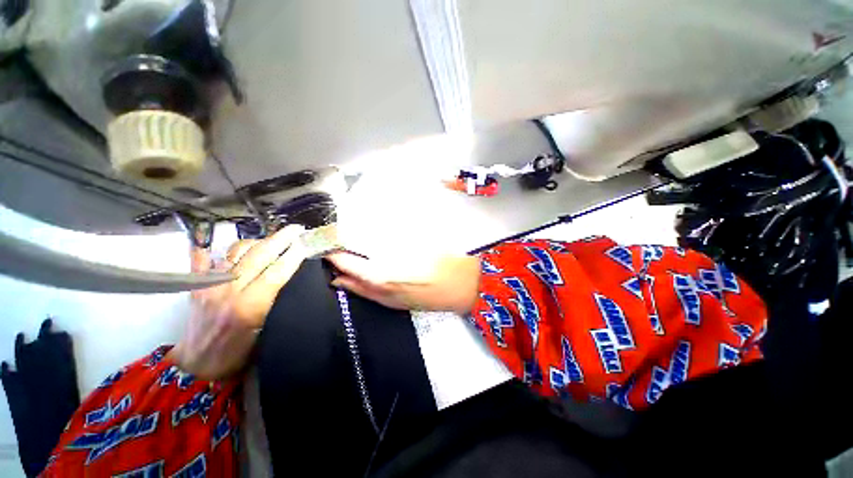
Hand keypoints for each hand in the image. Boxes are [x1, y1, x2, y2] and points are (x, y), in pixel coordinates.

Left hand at [169, 225, 306, 379]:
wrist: (198, 365)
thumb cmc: (239, 354)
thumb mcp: (266, 333)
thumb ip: (277, 304)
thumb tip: (290, 280)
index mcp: (249, 306)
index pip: (277, 272)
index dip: (293, 255)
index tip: (305, 242)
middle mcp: (229, 290)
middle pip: (259, 256)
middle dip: (280, 239)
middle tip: (296, 229)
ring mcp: (209, 285)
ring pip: (235, 252)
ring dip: (256, 241)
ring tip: (270, 239)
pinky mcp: (196, 285)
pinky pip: (202, 258)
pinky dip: (209, 248)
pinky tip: (213, 241)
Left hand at [326, 252, 479, 314]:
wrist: (466, 288)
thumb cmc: (445, 262)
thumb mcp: (420, 242)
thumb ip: (396, 237)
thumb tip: (379, 230)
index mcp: (386, 275)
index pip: (350, 265)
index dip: (336, 254)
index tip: (326, 244)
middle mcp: (383, 292)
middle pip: (351, 283)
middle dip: (338, 270)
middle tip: (329, 256)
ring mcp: (392, 302)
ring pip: (361, 293)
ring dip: (348, 282)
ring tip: (338, 272)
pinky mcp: (401, 305)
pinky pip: (373, 298)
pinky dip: (362, 290)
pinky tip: (364, 283)